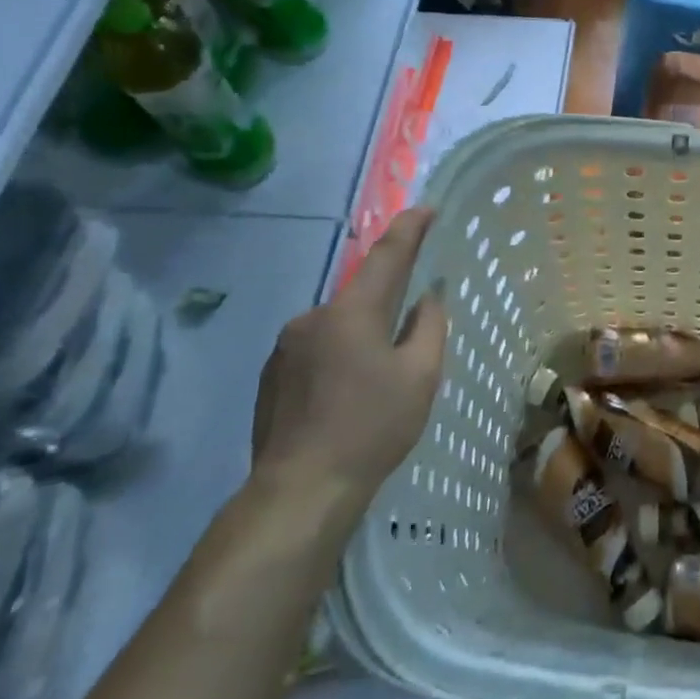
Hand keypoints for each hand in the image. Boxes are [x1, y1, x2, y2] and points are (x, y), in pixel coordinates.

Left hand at [252, 208, 447, 512]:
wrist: (299, 490)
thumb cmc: (372, 427)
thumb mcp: (420, 376)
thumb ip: (428, 326)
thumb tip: (427, 298)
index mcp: (352, 312)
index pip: (387, 256)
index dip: (409, 229)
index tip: (426, 208)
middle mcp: (313, 317)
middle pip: (361, 295)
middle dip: (387, 303)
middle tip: (409, 335)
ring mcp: (286, 347)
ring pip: (337, 326)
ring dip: (360, 336)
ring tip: (377, 379)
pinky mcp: (271, 375)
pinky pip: (315, 350)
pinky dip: (337, 358)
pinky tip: (346, 396)